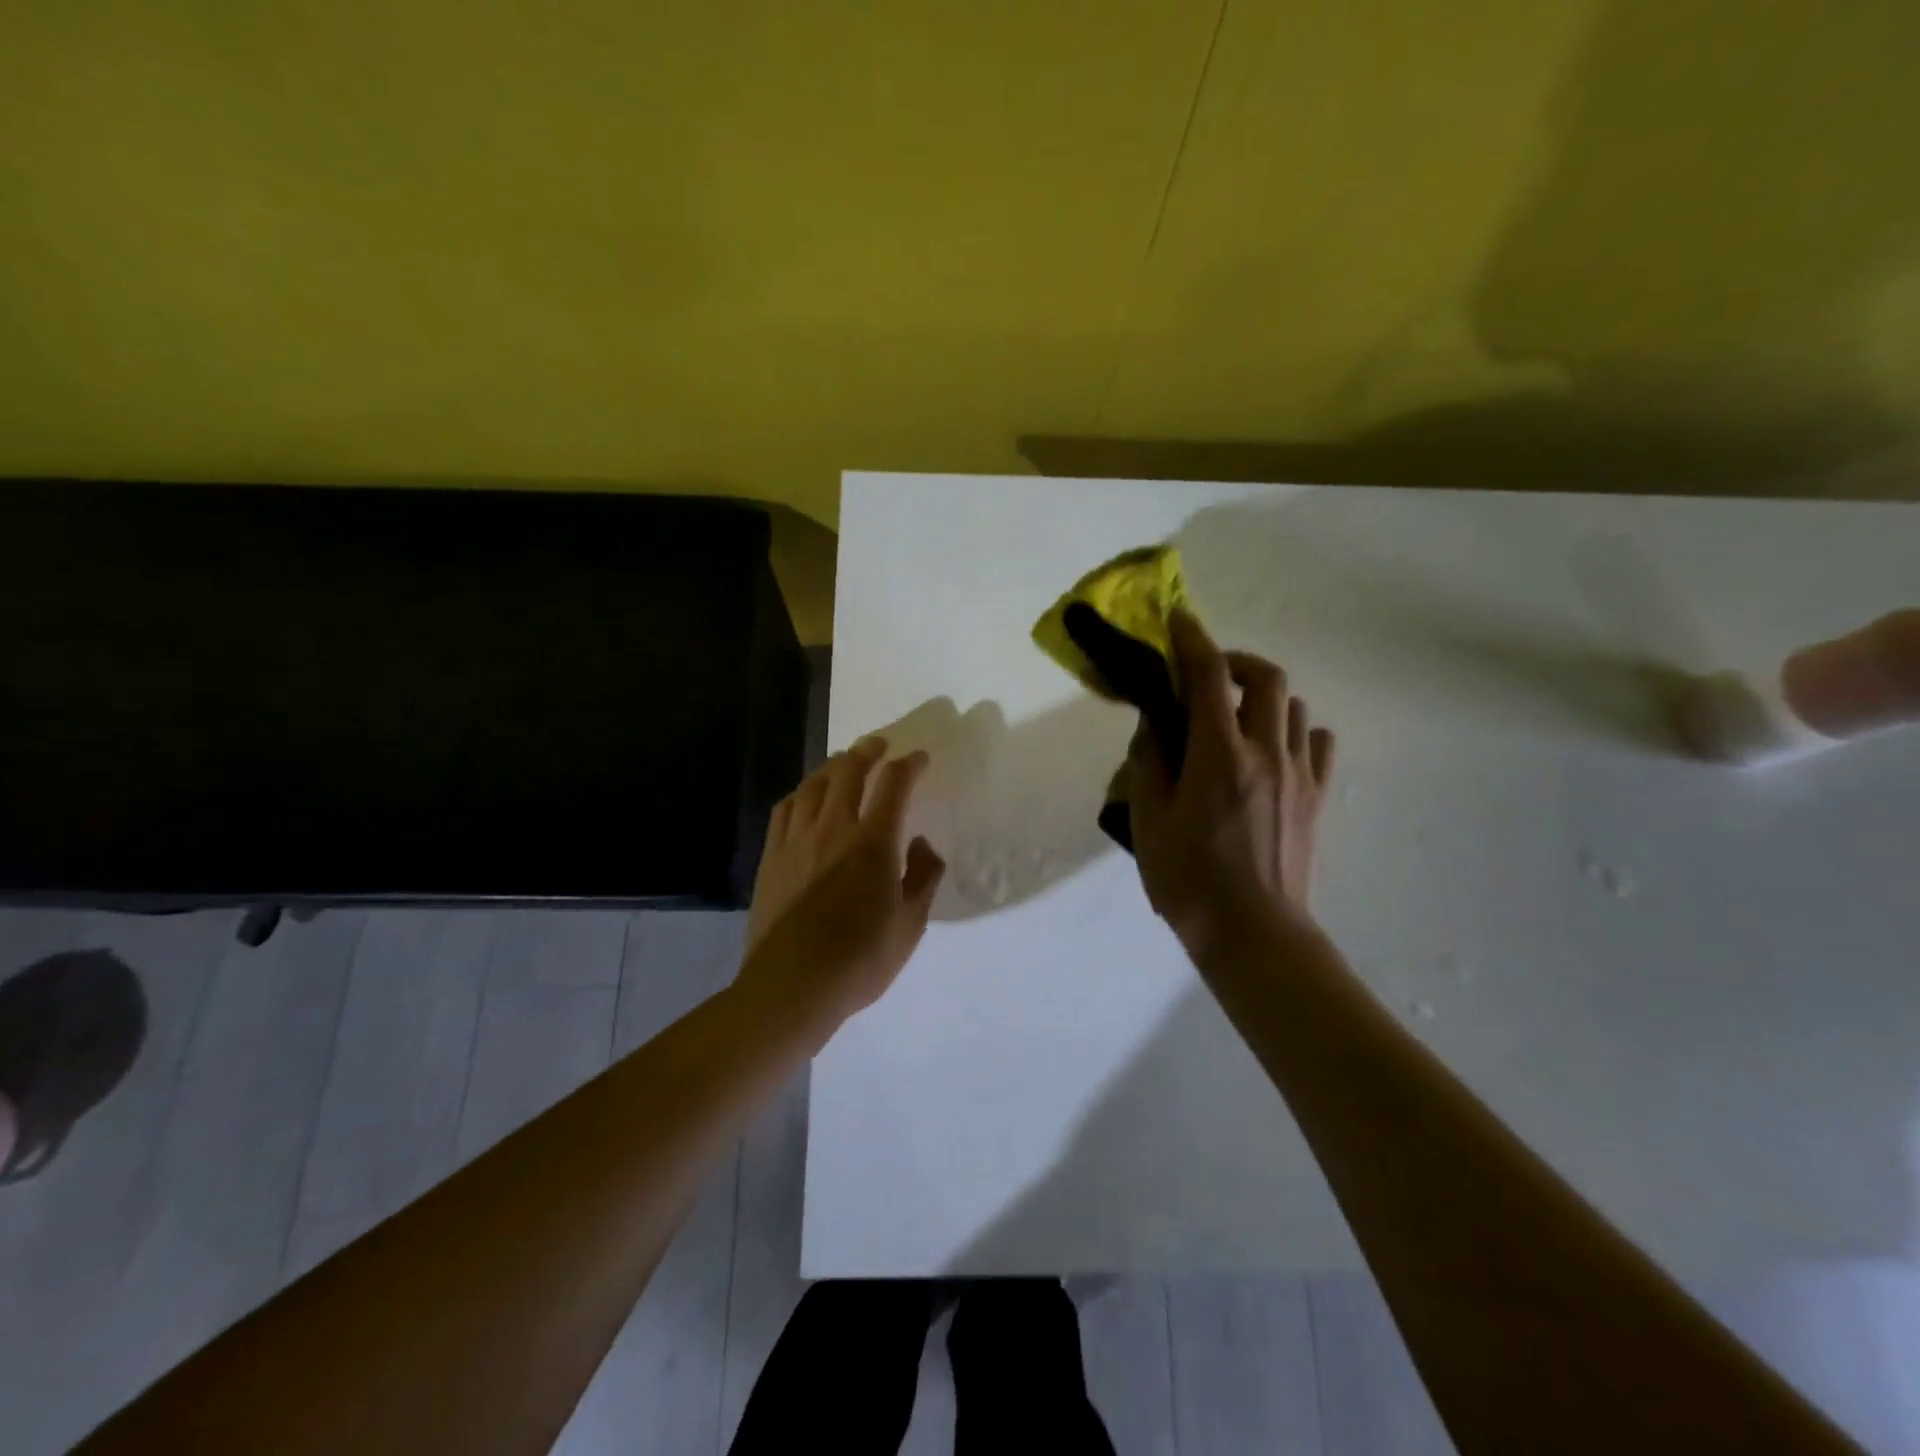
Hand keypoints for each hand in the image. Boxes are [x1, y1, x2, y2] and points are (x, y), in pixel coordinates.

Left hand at [738, 737, 946, 1030]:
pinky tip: (806, 797)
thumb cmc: (860, 961)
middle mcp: (833, 828)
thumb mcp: (910, 925)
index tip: (920, 760)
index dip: (910, 765)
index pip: (895, 784)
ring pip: (813, 784)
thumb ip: (923, 877)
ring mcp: (796, 840)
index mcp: (873, 842)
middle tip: (879, 745)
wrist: (790, 987)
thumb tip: (921, 844)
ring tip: (844, 763)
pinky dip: (802, 792)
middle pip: (848, 771)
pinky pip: (785, 808)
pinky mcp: (772, 856)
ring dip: (833, 766)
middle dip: (867, 751)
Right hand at [1127, 611, 1335, 959]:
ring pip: (1294, 705)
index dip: (1192, 641)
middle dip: (1235, 661)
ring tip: (1236, 716)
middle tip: (1208, 676)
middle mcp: (1266, 752)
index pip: (1209, 676)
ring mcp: (1299, 774)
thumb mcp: (1148, 822)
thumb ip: (1149, 763)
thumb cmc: (1189, 880)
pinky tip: (1271, 750)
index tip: (1179, 622)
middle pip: (1266, 677)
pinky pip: (1315, 742)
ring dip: (1263, 696)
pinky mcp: (1317, 797)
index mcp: (1219, 755)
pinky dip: (1293, 730)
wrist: (1255, 934)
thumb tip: (1154, 724)